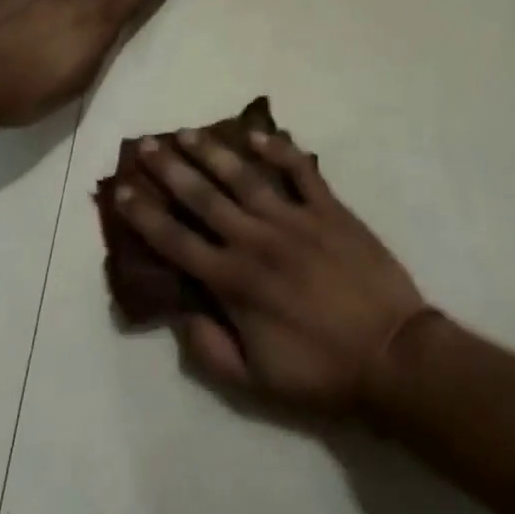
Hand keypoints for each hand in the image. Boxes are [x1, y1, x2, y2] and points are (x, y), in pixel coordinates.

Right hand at [117, 127, 425, 413]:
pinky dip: (279, 150)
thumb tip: (179, 312)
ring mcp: (294, 219)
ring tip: (189, 132)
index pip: (176, 241)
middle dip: (170, 169)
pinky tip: (259, 135)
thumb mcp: (254, 381)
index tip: (123, 191)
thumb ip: (209, 348)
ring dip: (213, 152)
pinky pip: (300, 171)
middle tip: (147, 144)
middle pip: (203, 197)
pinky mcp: (329, 208)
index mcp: (233, 281)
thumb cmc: (320, 371)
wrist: (391, 354)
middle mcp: (255, 240)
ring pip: (244, 176)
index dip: (145, 215)